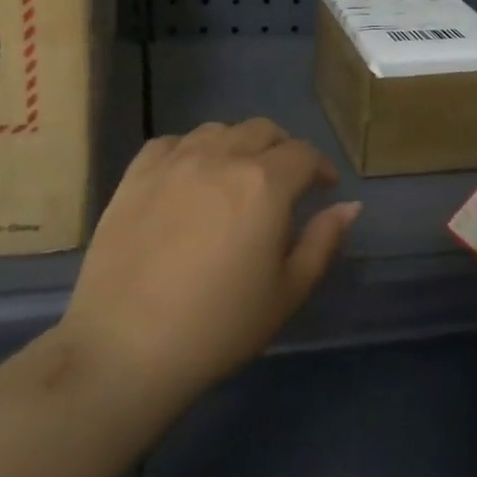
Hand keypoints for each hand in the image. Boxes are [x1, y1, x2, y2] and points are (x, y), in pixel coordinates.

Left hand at [59, 119, 360, 401]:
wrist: (126, 346)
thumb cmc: (219, 326)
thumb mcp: (288, 292)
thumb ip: (323, 241)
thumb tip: (350, 205)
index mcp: (265, 182)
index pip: (304, 154)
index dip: (320, 168)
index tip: (323, 189)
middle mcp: (222, 157)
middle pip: (263, 130)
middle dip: (283, 150)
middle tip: (284, 182)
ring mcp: (174, 161)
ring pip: (218, 130)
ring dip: (238, 145)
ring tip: (236, 176)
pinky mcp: (136, 174)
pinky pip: (171, 143)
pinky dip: (190, 150)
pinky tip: (188, 176)